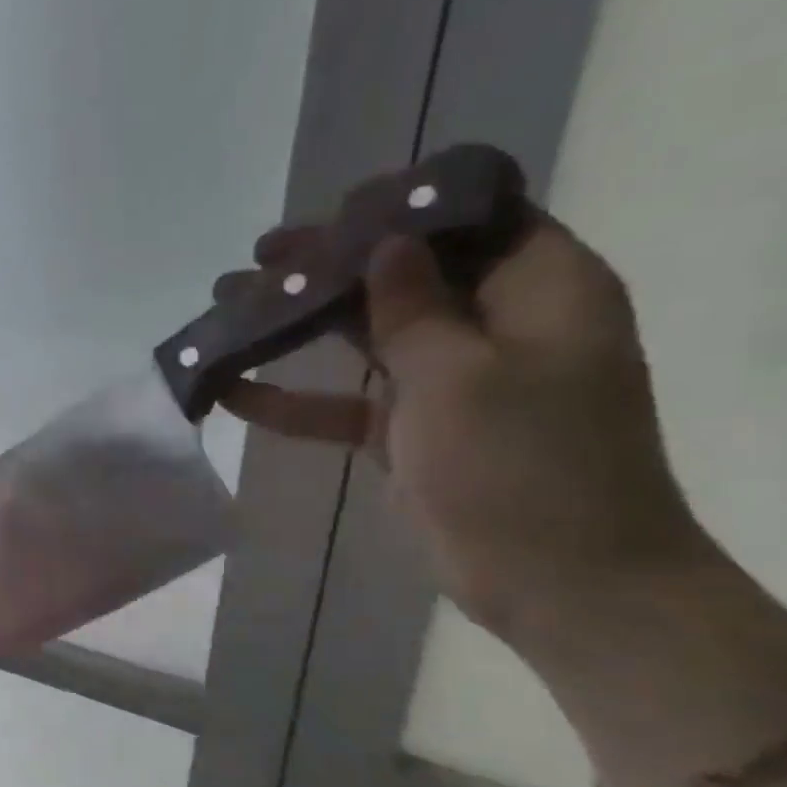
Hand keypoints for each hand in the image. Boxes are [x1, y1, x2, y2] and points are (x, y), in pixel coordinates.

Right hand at [217, 209, 712, 653]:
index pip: (476, 219)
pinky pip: (346, 403)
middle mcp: (497, 326)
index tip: (332, 210)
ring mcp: (451, 382)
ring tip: (229, 309)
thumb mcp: (461, 374)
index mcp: (540, 291)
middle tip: (258, 259)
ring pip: (366, 337)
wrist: (557, 581)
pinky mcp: (413, 431)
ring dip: (299, 326)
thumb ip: (414, 307)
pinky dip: (294, 401)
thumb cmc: (520, 463)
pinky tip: (233, 394)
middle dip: (329, 266)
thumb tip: (386, 245)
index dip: (404, 205)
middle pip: (405, 275)